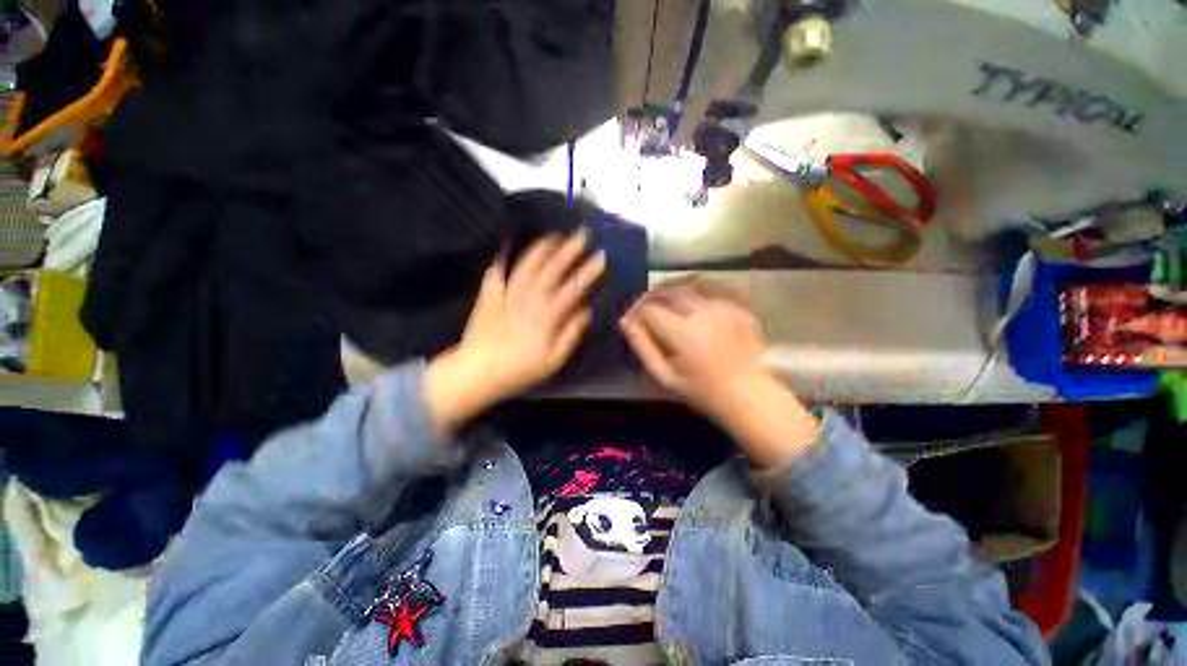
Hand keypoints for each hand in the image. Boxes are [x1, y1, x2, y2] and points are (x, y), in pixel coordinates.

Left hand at [425, 231, 604, 434]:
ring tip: (554, 236)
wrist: (477, 372)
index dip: (588, 271)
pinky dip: (504, 258)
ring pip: (526, 266)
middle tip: (582, 234)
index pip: (572, 288)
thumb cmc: (519, 370)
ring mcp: (506, 295)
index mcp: (546, 317)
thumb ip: (571, 334)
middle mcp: (527, 300)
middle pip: (551, 270)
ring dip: (542, 249)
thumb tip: (586, 311)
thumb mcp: (553, 361)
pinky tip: (511, 247)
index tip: (602, 256)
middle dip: (569, 250)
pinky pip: (497, 272)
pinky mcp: (489, 295)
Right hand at [620, 277, 818, 467]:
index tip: (632, 321)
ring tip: (665, 304)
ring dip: (670, 291)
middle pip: (667, 291)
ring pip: (687, 285)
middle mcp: (702, 312)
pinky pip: (709, 289)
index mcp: (683, 332)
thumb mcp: (665, 376)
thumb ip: (643, 347)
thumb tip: (625, 323)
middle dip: (650, 297)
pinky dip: (693, 291)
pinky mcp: (736, 306)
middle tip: (645, 310)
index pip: (649, 309)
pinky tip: (689, 304)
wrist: (748, 392)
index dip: (635, 311)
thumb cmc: (702, 390)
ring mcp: (722, 306)